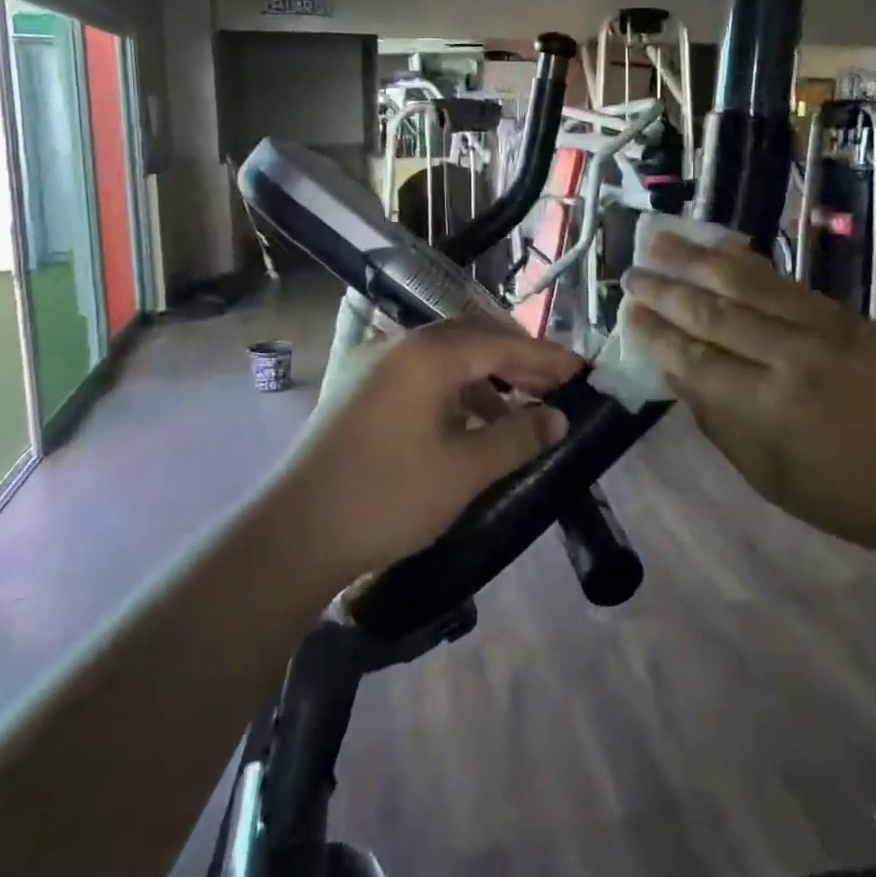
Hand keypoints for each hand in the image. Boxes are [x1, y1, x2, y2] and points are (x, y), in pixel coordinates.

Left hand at [275, 320, 582, 582]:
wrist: (292, 535)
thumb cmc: (387, 497)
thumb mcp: (464, 470)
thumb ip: (518, 437)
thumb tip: (558, 418)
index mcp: (427, 354)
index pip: (501, 343)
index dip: (546, 358)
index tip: (583, 372)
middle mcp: (398, 346)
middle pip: (472, 340)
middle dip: (517, 362)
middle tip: (556, 387)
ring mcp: (372, 366)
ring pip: (445, 359)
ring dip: (485, 379)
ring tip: (517, 413)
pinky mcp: (357, 391)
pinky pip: (420, 377)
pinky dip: (453, 393)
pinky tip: (468, 426)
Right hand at [621, 233, 875, 560]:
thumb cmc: (848, 498)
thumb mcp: (768, 475)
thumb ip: (718, 420)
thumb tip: (677, 372)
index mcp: (763, 407)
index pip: (692, 357)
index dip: (655, 332)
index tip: (627, 312)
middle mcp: (787, 357)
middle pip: (712, 312)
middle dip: (665, 289)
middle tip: (630, 271)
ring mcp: (821, 329)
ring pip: (747, 283)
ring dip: (698, 258)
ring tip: (662, 238)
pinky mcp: (846, 316)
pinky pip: (785, 281)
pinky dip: (747, 261)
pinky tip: (723, 246)